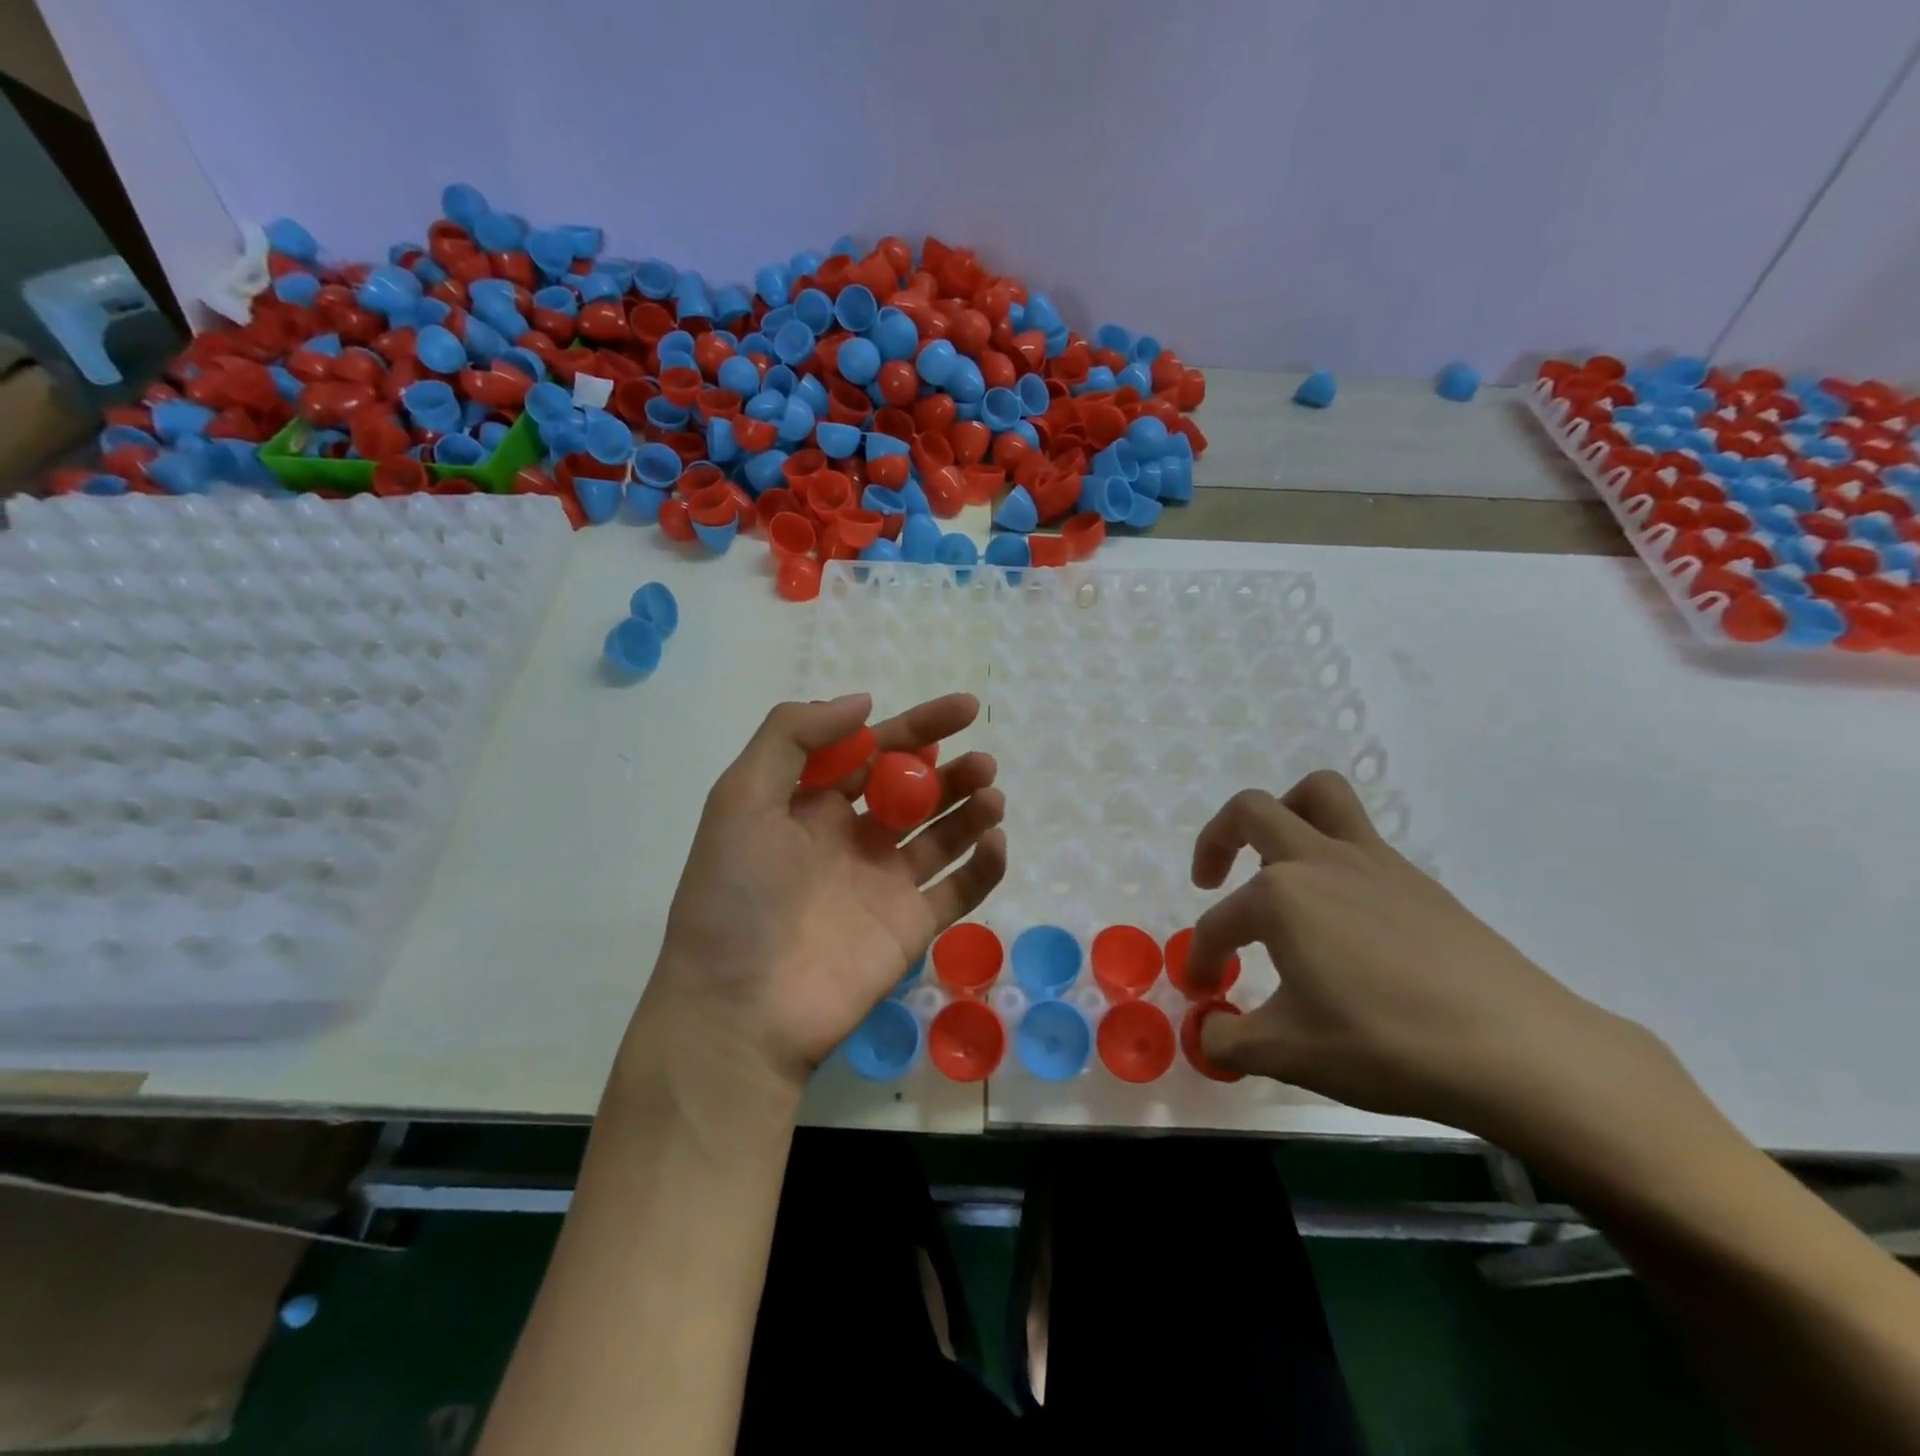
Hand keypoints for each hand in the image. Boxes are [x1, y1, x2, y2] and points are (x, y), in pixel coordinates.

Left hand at [637, 692, 1005, 1093]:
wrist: (739, 1011)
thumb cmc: (734, 897)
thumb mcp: (741, 798)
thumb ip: (792, 737)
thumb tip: (864, 702)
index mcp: (812, 806)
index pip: (874, 752)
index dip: (918, 726)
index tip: (965, 706)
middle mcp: (852, 839)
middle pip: (915, 790)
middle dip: (951, 769)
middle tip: (983, 760)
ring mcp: (885, 884)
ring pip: (942, 834)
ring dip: (971, 808)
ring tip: (992, 793)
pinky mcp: (911, 926)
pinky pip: (959, 888)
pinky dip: (984, 865)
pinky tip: (993, 840)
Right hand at [1186, 771, 1655, 1136]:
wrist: (1519, 1051)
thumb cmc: (1387, 1045)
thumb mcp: (1290, 1054)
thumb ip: (1231, 1041)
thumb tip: (1208, 1034)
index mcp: (1280, 895)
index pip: (1219, 922)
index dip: (1203, 958)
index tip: (1205, 994)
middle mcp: (1320, 861)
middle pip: (1252, 812)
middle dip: (1216, 839)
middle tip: (1210, 879)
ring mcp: (1374, 862)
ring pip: (1318, 797)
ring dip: (1283, 815)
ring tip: (1275, 863)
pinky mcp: (1416, 880)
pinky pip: (1360, 838)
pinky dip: (1332, 855)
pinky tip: (1341, 916)